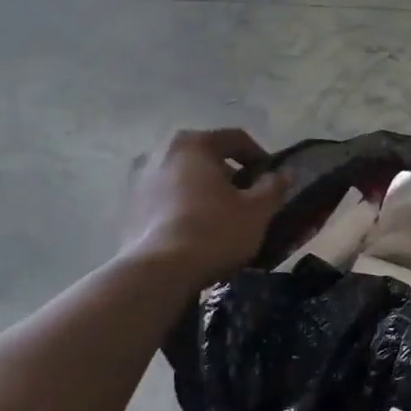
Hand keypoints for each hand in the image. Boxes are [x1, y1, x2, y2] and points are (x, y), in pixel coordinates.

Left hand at [120, 129, 287, 285]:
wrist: (158, 272)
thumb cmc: (214, 232)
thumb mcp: (257, 211)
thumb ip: (273, 187)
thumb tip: (283, 174)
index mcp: (194, 144)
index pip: (236, 139)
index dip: (260, 156)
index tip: (272, 179)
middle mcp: (161, 152)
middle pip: (205, 156)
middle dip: (229, 174)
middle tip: (247, 198)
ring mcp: (139, 179)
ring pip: (183, 177)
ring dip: (203, 190)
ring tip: (221, 216)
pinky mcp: (127, 207)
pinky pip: (165, 198)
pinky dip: (182, 206)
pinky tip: (195, 230)